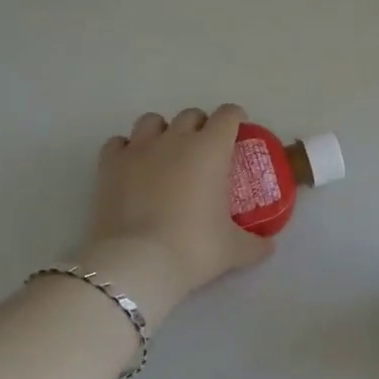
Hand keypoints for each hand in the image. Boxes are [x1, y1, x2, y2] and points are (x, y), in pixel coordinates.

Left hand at [82, 104, 271, 320]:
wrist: (137, 263)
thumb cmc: (193, 249)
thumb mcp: (234, 250)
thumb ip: (255, 244)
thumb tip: (269, 246)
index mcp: (210, 149)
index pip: (227, 116)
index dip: (235, 119)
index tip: (237, 131)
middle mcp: (175, 139)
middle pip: (191, 115)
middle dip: (200, 127)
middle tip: (204, 151)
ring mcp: (139, 149)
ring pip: (152, 121)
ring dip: (162, 132)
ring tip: (165, 154)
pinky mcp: (109, 164)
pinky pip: (118, 143)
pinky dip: (126, 149)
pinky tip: (132, 166)